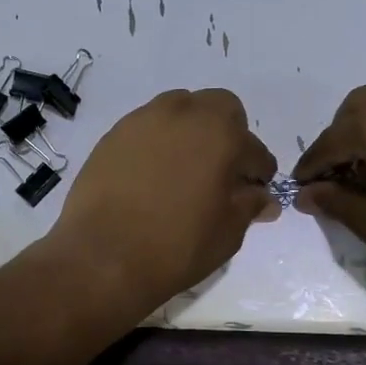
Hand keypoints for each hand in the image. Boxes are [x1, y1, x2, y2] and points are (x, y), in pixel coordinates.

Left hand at [46, 88, 277, 317]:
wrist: (102, 256)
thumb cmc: (176, 246)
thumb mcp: (227, 233)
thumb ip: (249, 206)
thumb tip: (262, 198)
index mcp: (220, 134)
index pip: (254, 149)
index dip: (258, 173)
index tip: (254, 192)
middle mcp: (183, 114)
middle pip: (219, 107)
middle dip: (228, 133)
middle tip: (221, 171)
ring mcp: (144, 120)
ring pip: (179, 110)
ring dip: (191, 132)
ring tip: (184, 170)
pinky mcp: (114, 134)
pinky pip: (147, 128)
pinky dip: (158, 143)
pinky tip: (152, 176)